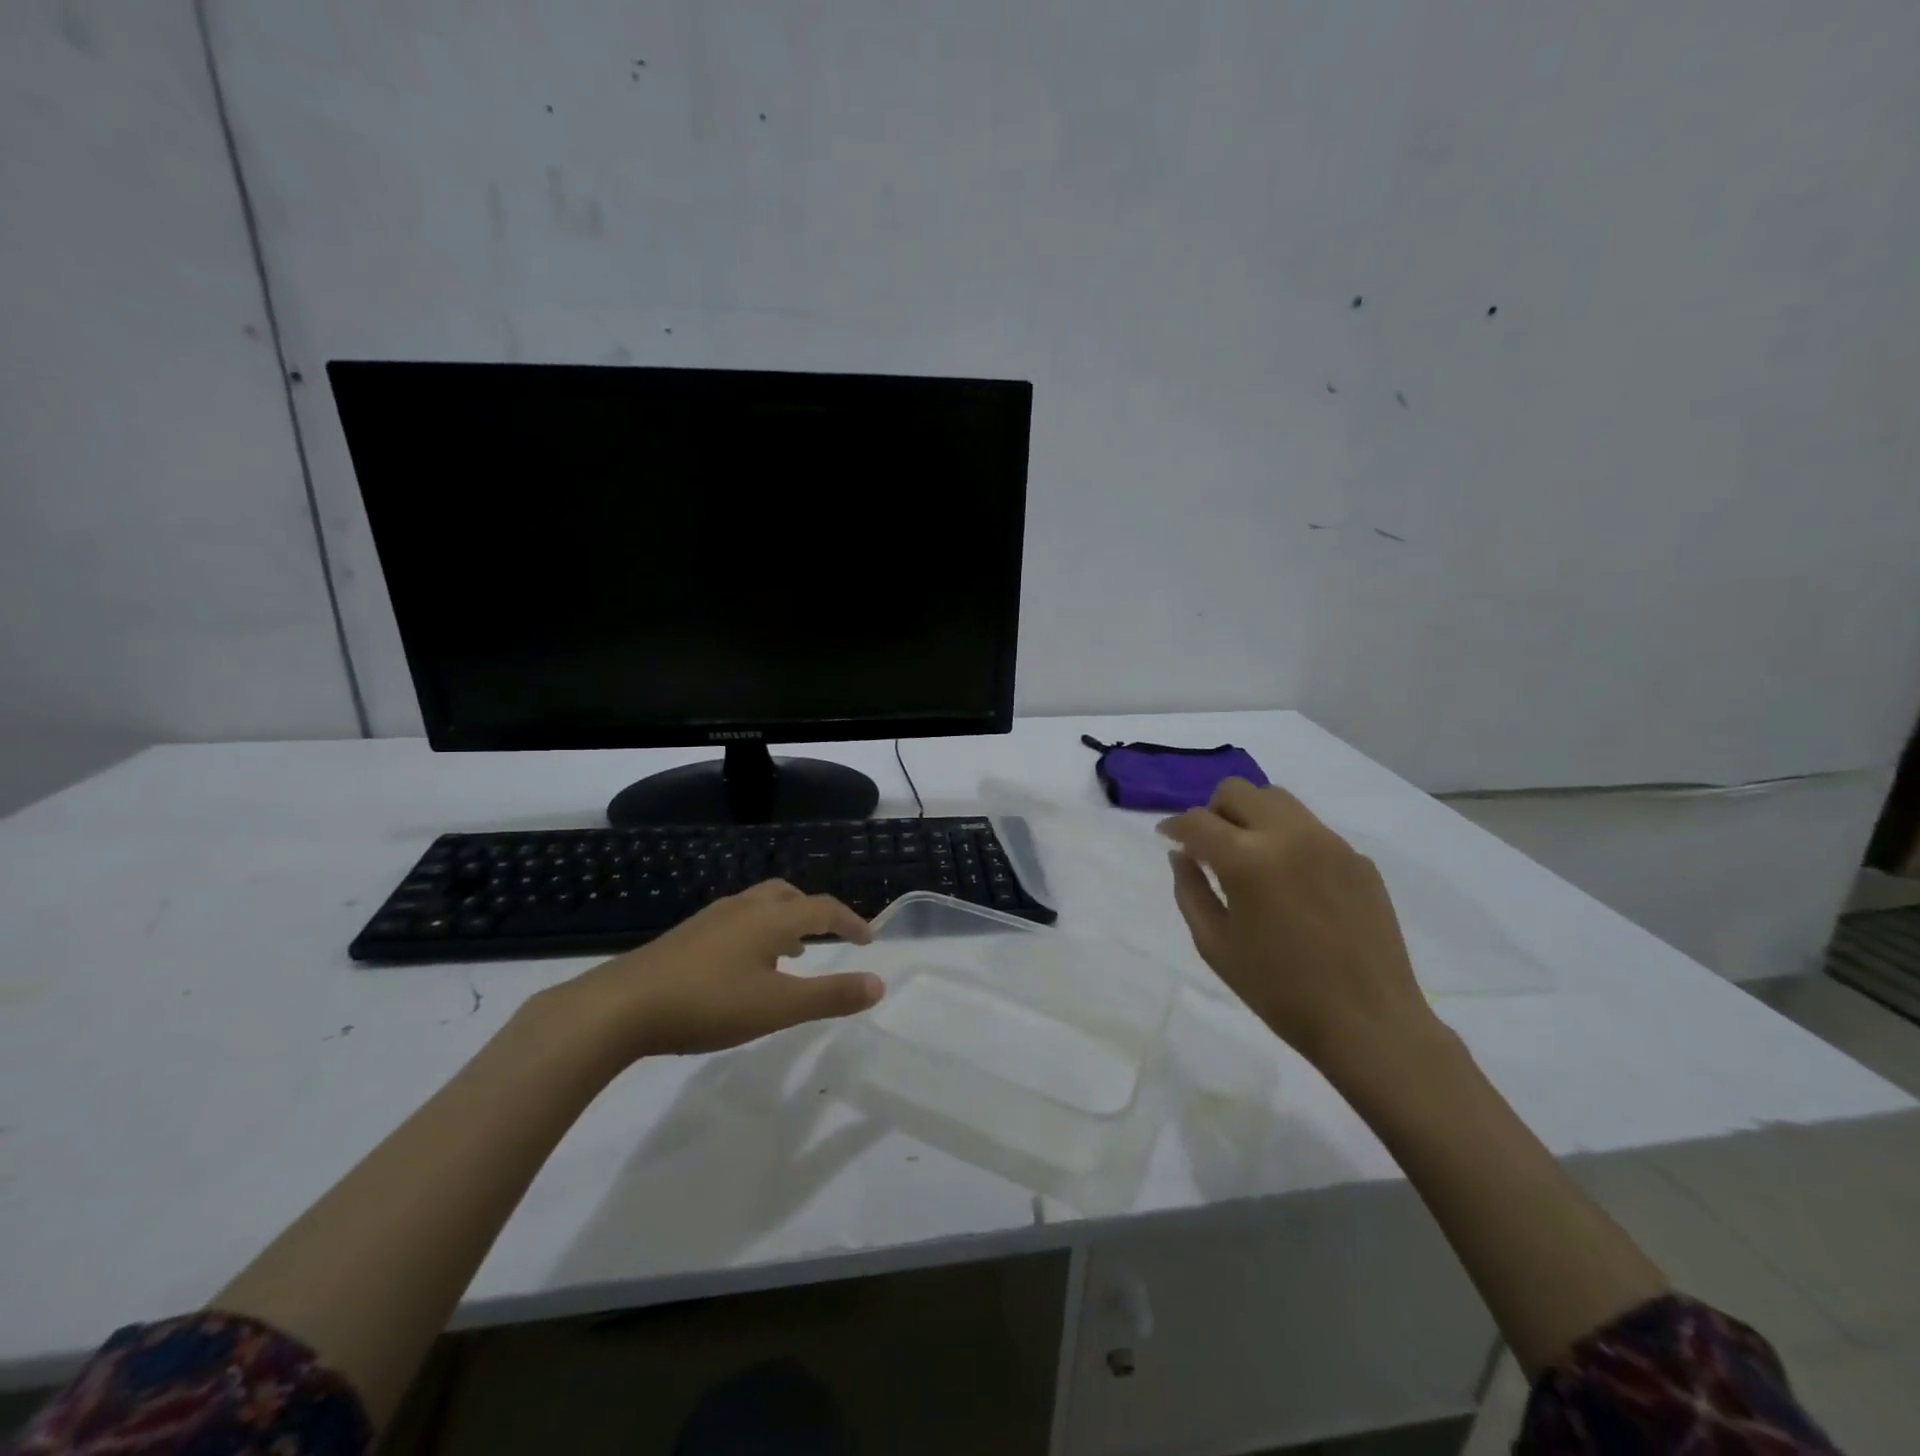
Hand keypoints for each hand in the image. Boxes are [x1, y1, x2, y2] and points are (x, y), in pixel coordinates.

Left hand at [545, 880, 883, 1063]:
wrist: (620, 1006)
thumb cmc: (709, 1003)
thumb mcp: (778, 1007)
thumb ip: (831, 996)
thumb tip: (879, 984)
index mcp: (770, 919)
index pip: (822, 908)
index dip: (850, 921)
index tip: (868, 940)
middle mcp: (743, 908)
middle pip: (789, 895)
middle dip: (814, 912)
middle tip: (828, 937)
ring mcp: (710, 919)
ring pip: (759, 906)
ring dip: (784, 922)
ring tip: (791, 954)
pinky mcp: (686, 936)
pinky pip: (736, 921)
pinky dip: (756, 933)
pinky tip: (743, 968)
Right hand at [1157, 779, 1436, 1068]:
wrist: (1369, 1023)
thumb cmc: (1279, 991)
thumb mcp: (1215, 945)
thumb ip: (1190, 890)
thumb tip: (1182, 855)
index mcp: (1247, 860)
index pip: (1197, 820)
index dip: (1174, 827)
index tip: (1167, 839)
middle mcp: (1289, 835)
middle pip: (1237, 791)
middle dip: (1213, 811)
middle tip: (1209, 847)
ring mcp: (1329, 842)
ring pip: (1277, 799)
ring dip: (1251, 816)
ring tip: (1249, 856)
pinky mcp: (1358, 858)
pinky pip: (1311, 829)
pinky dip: (1288, 839)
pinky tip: (1292, 883)